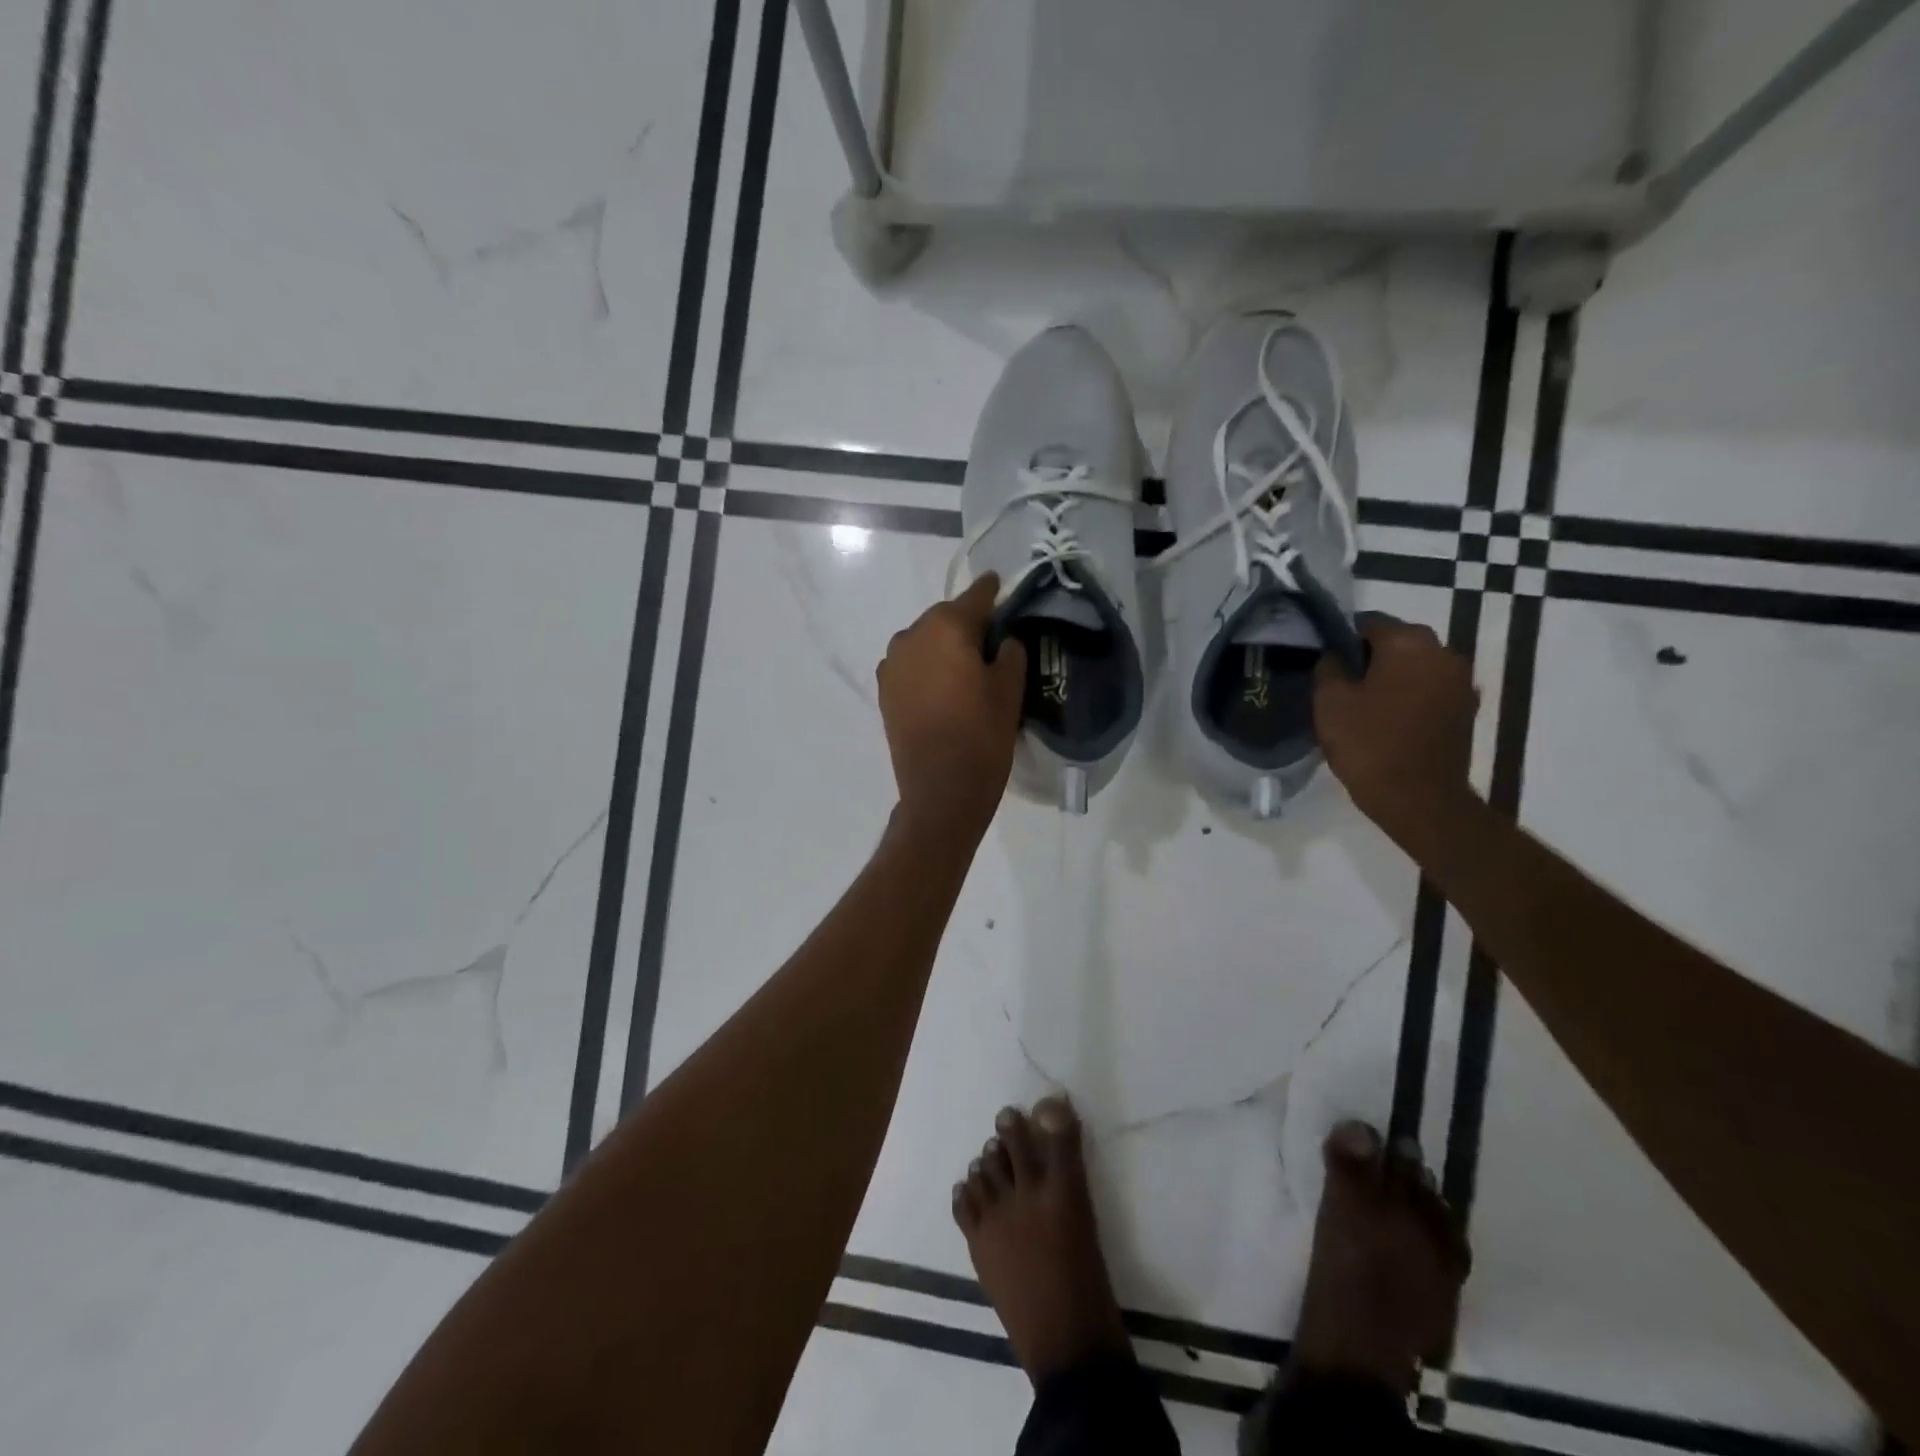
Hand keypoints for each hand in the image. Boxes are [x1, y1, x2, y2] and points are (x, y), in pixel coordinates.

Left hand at [877, 575, 1026, 841]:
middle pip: (945, 618)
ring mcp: (892, 663)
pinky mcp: (884, 690)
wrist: (940, 790)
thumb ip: (1010, 651)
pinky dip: (927, 666)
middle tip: (990, 640)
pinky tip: (943, 685)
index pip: (975, 597)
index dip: (991, 591)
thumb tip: (1002, 639)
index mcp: (946, 627)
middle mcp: (912, 635)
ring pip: (925, 640)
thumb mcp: (1010, 690)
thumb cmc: (982, 736)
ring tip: (966, 667)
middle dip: (966, 623)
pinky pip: (911, 664)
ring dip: (944, 645)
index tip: (1000, 584)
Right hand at [1314, 616, 1478, 851]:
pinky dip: (1408, 697)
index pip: (1368, 622)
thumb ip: (1329, 667)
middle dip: (1369, 657)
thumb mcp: (1329, 702)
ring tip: (1363, 704)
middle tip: (1340, 683)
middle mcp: (1444, 652)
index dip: (1341, 638)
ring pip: (1415, 666)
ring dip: (1391, 677)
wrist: (1419, 799)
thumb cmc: (1369, 744)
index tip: (1324, 660)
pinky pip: (1429, 690)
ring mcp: (1461, 682)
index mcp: (1409, 643)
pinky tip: (1387, 720)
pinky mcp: (1466, 709)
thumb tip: (1335, 655)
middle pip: (1397, 642)